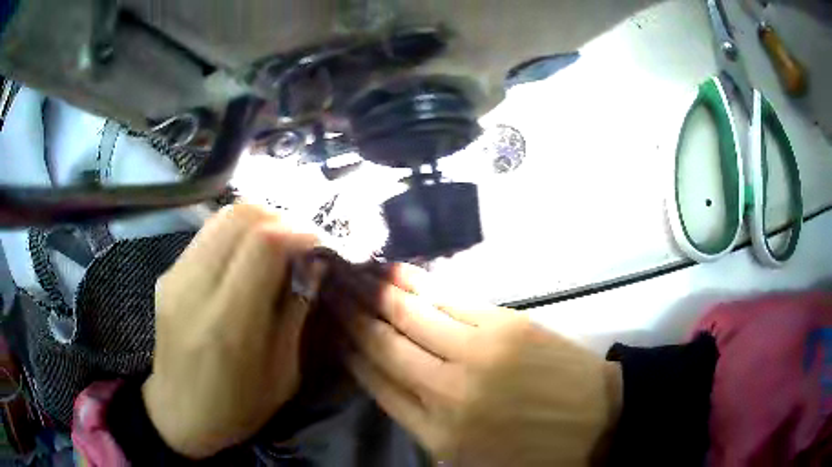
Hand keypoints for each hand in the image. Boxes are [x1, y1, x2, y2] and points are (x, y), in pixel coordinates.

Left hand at [143, 204, 320, 458]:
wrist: (178, 414)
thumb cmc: (238, 408)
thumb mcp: (283, 373)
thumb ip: (296, 311)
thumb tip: (313, 261)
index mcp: (228, 322)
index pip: (263, 243)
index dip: (298, 232)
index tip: (320, 244)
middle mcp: (194, 287)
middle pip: (240, 215)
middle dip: (280, 218)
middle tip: (301, 242)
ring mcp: (175, 275)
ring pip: (222, 217)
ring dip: (258, 221)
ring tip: (278, 246)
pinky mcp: (168, 273)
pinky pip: (208, 235)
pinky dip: (236, 234)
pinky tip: (247, 258)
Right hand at [341, 264, 622, 466]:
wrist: (599, 421)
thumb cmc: (535, 451)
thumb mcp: (470, 458)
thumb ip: (424, 425)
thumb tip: (389, 384)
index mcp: (436, 430)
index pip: (376, 381)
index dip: (347, 351)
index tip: (328, 327)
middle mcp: (446, 389)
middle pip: (384, 343)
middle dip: (349, 312)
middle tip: (325, 284)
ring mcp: (476, 351)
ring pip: (410, 314)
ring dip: (375, 291)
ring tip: (349, 270)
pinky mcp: (503, 324)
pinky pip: (448, 299)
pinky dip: (417, 284)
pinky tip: (395, 272)